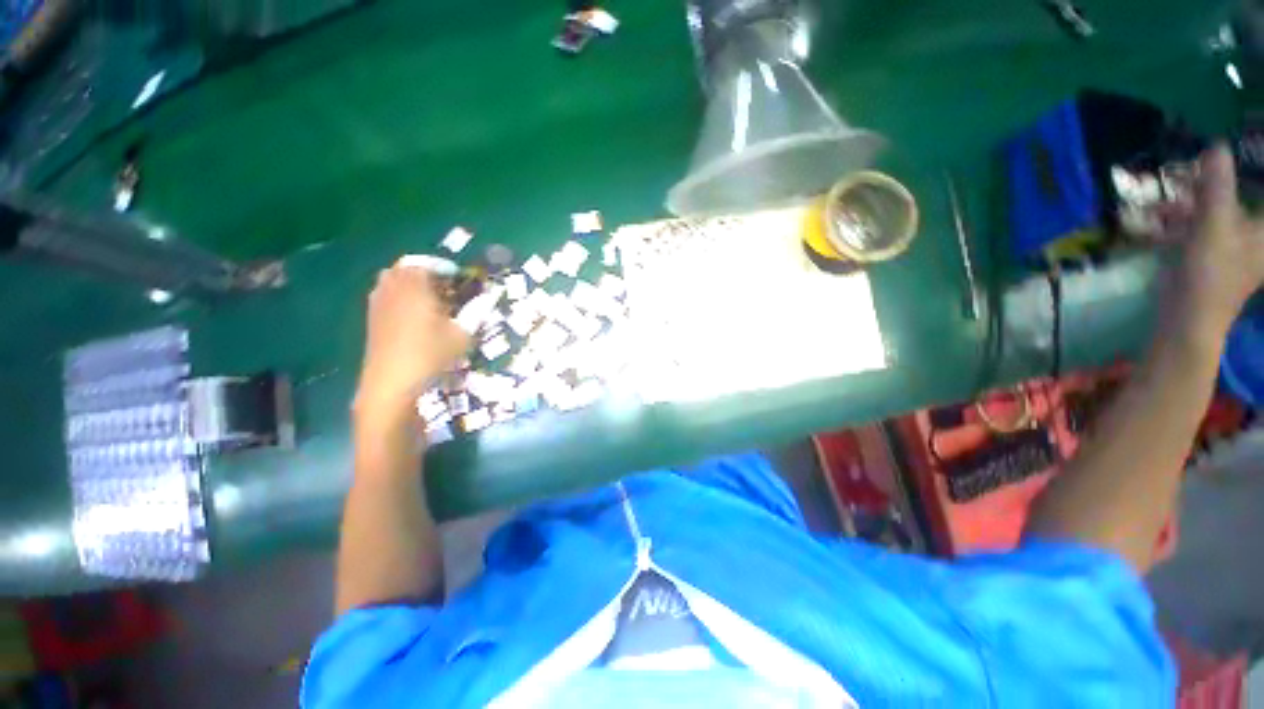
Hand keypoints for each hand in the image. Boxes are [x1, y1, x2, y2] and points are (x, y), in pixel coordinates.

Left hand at [354, 260, 470, 417]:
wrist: (392, 382)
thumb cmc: (431, 355)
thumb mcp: (462, 335)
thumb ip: (475, 313)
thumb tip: (488, 298)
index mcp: (416, 288)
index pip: (425, 264)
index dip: (443, 267)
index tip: (458, 277)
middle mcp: (393, 289)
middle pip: (405, 267)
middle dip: (424, 271)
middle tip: (444, 285)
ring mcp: (378, 303)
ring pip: (391, 279)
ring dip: (409, 281)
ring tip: (428, 297)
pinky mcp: (372, 318)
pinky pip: (383, 293)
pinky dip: (398, 294)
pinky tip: (412, 313)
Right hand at [1172, 145, 1263, 337]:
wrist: (1188, 317)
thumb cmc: (1211, 272)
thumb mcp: (1213, 223)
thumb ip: (1217, 184)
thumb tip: (1217, 145)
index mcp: (1263, 226)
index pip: (1259, 188)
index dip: (1251, 167)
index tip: (1227, 152)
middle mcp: (1252, 232)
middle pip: (1236, 196)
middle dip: (1209, 182)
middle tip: (1189, 169)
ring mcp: (1229, 244)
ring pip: (1212, 210)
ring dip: (1187, 201)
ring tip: (1163, 196)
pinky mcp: (1208, 254)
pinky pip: (1197, 227)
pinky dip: (1179, 220)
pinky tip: (1157, 218)